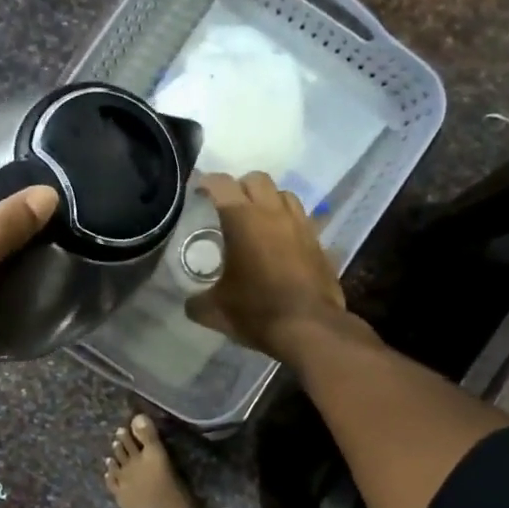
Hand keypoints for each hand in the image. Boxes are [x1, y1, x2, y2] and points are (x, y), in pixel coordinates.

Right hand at [185, 172, 347, 360]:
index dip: (207, 183)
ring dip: (268, 201)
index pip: (221, 183)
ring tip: (258, 222)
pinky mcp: (319, 242)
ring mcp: (301, 225)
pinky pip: (302, 219)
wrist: (310, 328)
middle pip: (256, 179)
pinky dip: (288, 223)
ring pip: (284, 194)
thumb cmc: (257, 312)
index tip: (198, 193)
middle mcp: (273, 213)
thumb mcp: (215, 311)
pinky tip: (281, 244)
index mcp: (242, 220)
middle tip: (228, 208)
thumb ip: (197, 301)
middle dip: (240, 187)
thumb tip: (190, 302)